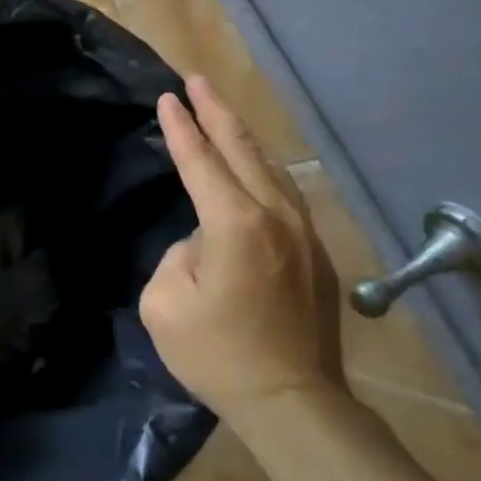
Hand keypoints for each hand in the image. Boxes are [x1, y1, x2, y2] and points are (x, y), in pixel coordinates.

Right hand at [140, 76, 343, 428]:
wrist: (292, 400)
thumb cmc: (217, 354)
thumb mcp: (164, 303)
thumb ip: (178, 254)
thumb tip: (202, 242)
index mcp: (234, 224)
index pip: (200, 161)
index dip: (181, 128)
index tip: (167, 98)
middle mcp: (274, 215)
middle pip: (242, 149)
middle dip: (217, 111)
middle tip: (197, 80)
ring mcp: (302, 232)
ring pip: (270, 167)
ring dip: (243, 136)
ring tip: (222, 113)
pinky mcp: (315, 253)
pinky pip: (284, 193)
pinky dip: (263, 168)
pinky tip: (255, 167)